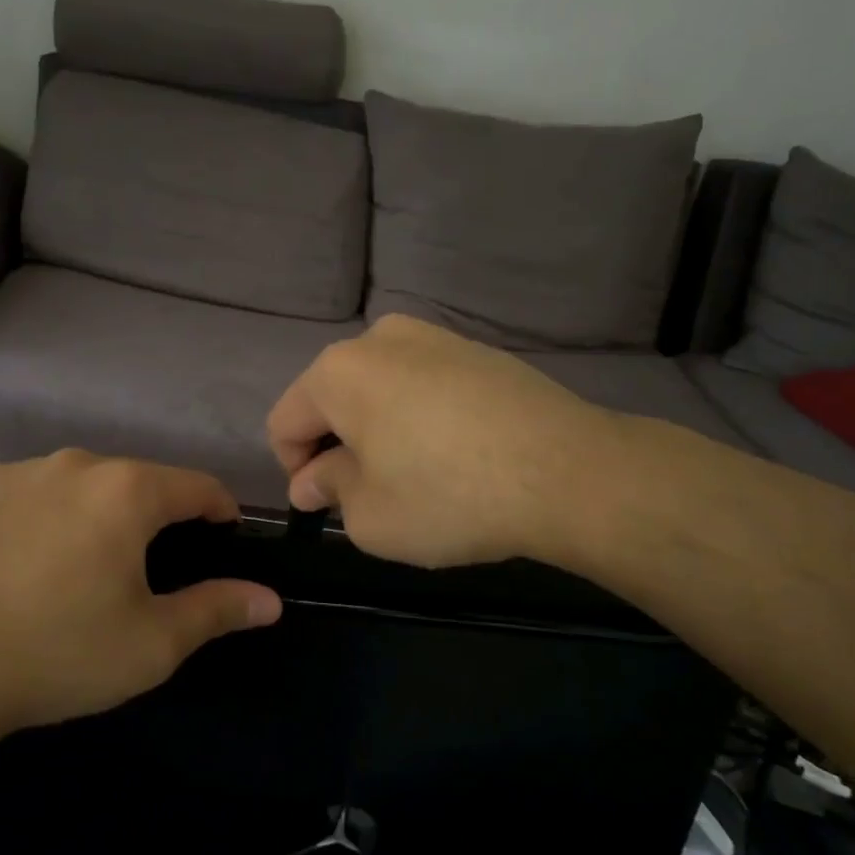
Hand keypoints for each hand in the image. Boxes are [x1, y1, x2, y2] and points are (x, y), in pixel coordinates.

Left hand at [0, 451, 281, 745]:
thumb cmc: (59, 653)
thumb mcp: (153, 643)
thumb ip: (218, 610)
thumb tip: (271, 600)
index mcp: (128, 490)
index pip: (199, 486)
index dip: (221, 513)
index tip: (223, 542)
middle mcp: (79, 462)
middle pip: (142, 482)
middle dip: (158, 518)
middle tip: (150, 573)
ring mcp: (24, 469)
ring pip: (89, 484)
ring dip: (104, 513)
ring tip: (89, 567)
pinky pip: (41, 490)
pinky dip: (54, 513)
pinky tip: (36, 559)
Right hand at [267, 314, 610, 568]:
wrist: (569, 471)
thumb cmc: (449, 496)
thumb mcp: (369, 516)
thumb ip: (328, 491)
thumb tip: (312, 479)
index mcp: (338, 371)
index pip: (285, 421)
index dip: (294, 469)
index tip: (323, 505)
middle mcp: (380, 339)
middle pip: (332, 399)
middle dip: (337, 446)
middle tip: (367, 495)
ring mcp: (435, 338)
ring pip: (380, 390)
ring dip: (378, 431)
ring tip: (414, 476)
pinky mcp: (478, 351)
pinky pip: (424, 386)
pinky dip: (419, 417)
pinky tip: (453, 455)